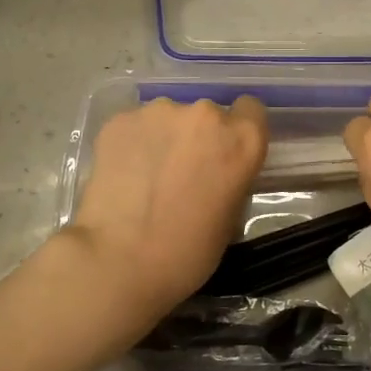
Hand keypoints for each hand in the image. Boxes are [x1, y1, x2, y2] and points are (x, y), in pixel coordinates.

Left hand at [61, 96, 267, 328]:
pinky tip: (122, 175)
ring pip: (168, 118)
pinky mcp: (120, 120)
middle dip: (198, 137)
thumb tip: (215, 173)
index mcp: (241, 140)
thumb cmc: (186, 253)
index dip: (238, 130)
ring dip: (164, 138)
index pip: (251, 110)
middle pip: (207, 114)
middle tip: (181, 172)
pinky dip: (132, 144)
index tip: (225, 153)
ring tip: (146, 176)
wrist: (119, 260)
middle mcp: (205, 114)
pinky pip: (135, 126)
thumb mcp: (231, 218)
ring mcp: (159, 112)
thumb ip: (230, 178)